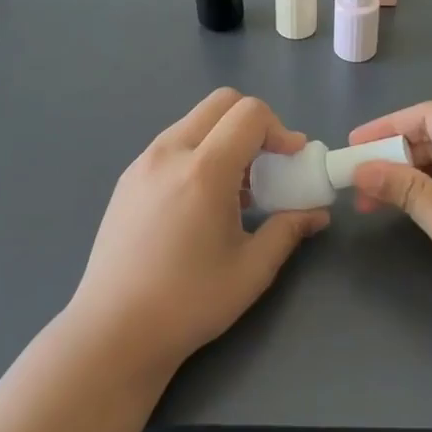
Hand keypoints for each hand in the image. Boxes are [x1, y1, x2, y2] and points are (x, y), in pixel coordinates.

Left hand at [68, 89, 329, 380]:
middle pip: (221, 102)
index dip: (280, 129)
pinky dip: (198, 151)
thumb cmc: (189, 302)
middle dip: (254, 123)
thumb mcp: (252, 270)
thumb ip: (289, 230)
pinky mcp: (127, 178)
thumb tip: (317, 212)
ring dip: (224, 137)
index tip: (292, 160)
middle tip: (267, 165)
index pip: (249, 113)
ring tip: (236, 190)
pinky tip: (201, 201)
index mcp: (203, 170)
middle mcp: (169, 152)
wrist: (114, 330)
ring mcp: (143, 162)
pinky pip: (172, 144)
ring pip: (194, 121)